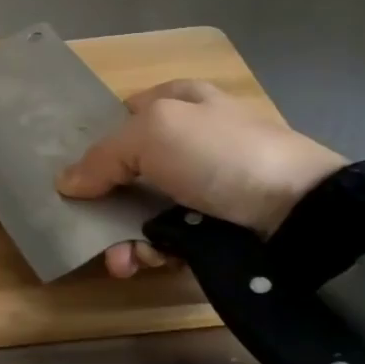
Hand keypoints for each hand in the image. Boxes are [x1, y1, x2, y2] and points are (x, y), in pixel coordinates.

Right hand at [57, 80, 346, 275]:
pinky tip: (148, 263)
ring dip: (125, 236)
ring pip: (145, 208)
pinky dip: (154, 251)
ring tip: (123, 261)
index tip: (73, 171)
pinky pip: (171, 236)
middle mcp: (191, 139)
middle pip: (129, 169)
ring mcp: (206, 184)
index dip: (97, 139)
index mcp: (180, 100)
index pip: (124, 114)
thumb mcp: (150, 133)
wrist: (299, 210)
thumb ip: (101, 156)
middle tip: (90, 230)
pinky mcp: (219, 224)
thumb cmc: (219, 154)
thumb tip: (66, 183)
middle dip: (105, 203)